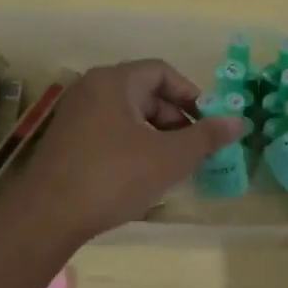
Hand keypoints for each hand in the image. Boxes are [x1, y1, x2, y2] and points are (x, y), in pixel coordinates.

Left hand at [0, 59, 246, 245]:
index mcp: (114, 82)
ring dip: (156, 135)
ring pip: (127, 116)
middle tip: (194, 149)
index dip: (190, 94)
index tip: (208, 122)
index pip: (161, 72)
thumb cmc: (113, 177)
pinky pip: (109, 132)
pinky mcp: (66, 142)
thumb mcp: (169, 158)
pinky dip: (133, 146)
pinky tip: (142, 176)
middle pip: (144, 92)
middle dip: (175, 119)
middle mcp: (91, 90)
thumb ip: (205, 137)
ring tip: (172, 166)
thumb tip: (239, 121)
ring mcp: (75, 116)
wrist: (48, 216)